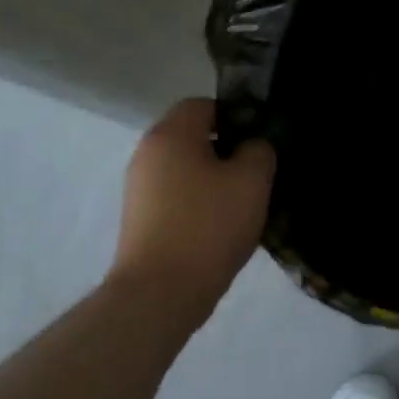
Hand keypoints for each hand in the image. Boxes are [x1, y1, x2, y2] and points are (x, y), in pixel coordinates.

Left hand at [109, 98, 274, 324]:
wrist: (160, 294)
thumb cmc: (209, 226)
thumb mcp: (252, 180)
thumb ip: (259, 150)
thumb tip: (252, 146)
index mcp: (170, 134)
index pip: (204, 104)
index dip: (236, 116)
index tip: (260, 141)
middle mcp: (147, 154)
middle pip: (193, 136)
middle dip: (227, 149)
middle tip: (257, 172)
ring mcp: (138, 188)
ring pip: (186, 168)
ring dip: (214, 178)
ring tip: (242, 202)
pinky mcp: (139, 219)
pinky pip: (176, 195)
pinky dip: (198, 202)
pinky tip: (220, 225)